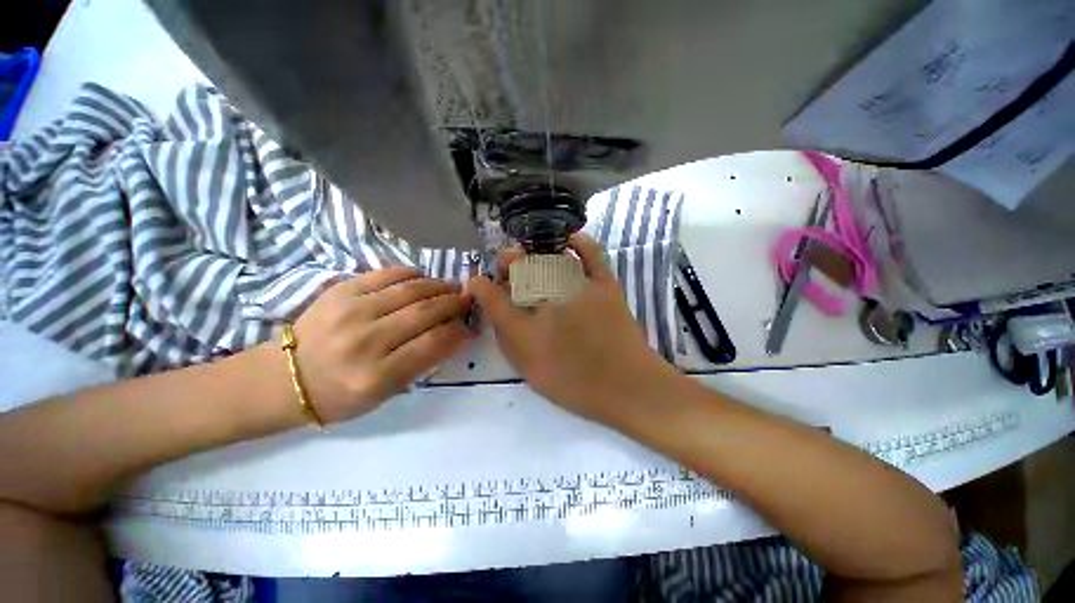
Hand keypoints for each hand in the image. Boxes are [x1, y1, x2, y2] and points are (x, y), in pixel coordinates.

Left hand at [290, 269, 473, 423]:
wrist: (285, 378)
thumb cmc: (340, 395)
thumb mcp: (385, 394)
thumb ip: (422, 364)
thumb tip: (454, 335)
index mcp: (376, 376)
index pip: (433, 344)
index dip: (459, 332)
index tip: (470, 327)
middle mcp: (365, 341)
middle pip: (425, 312)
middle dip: (455, 303)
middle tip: (468, 300)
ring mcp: (350, 311)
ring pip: (410, 290)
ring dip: (439, 286)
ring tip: (452, 287)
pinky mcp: (339, 290)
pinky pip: (386, 274)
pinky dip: (412, 274)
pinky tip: (424, 278)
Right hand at [468, 234, 680, 422]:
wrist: (627, 385)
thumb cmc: (575, 384)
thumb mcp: (530, 372)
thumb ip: (508, 342)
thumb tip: (495, 314)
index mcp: (526, 330)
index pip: (492, 297)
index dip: (480, 285)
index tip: (476, 281)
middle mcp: (547, 302)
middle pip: (518, 268)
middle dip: (505, 262)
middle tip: (505, 266)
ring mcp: (578, 288)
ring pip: (547, 257)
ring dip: (532, 254)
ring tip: (528, 258)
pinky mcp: (604, 284)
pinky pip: (591, 253)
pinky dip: (579, 242)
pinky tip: (569, 239)